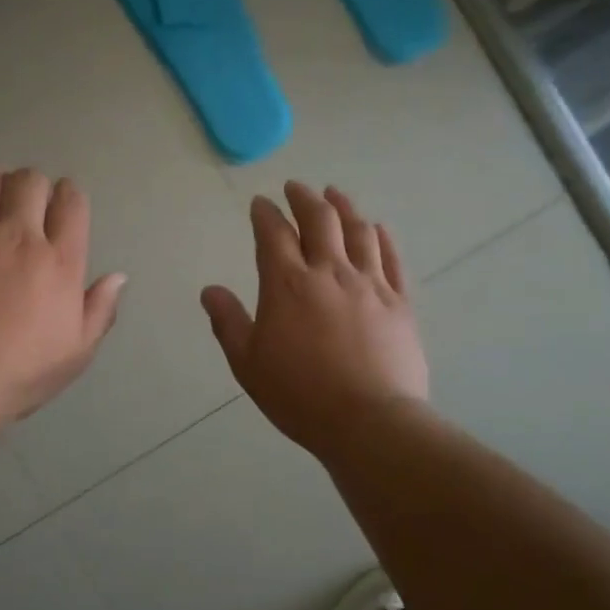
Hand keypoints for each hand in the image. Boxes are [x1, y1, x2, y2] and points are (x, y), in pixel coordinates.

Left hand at [0, 163, 125, 421]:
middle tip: (24, 201)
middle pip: (29, 182)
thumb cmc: (20, 373)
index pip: (71, 203)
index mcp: (58, 261)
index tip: (61, 203)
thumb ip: (99, 310)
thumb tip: (118, 276)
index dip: (68, 195)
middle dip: (31, 184)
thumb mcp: (76, 352)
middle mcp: (16, 237)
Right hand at [201, 183, 428, 462]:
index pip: (273, 234)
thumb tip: (210, 291)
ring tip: (335, 195)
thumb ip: (228, 322)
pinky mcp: (399, 301)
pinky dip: (382, 237)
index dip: (265, 214)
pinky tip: (377, 228)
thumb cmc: (300, 395)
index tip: (260, 204)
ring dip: (344, 207)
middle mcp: (329, 272)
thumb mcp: (248, 364)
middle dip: (304, 197)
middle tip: (296, 187)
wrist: (369, 422)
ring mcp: (370, 284)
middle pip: (319, 219)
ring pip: (358, 230)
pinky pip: (391, 258)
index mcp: (287, 284)